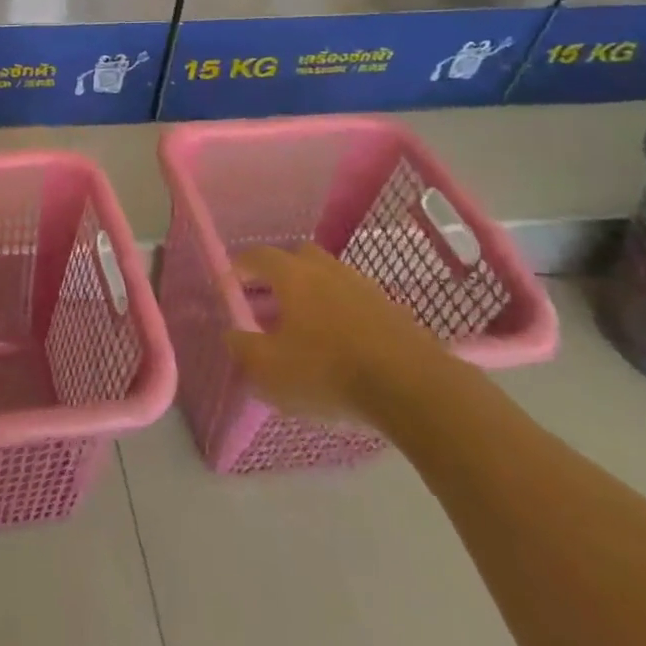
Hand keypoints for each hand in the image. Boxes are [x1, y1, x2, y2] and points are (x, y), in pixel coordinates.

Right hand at [222, 242, 455, 426]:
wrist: (415, 389)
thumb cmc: (329, 371)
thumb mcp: (271, 369)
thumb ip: (243, 348)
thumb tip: (231, 333)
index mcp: (292, 275)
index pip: (257, 255)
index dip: (239, 266)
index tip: (230, 282)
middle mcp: (326, 270)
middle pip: (297, 256)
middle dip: (279, 272)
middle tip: (269, 298)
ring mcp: (364, 287)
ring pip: (330, 277)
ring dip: (314, 291)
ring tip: (306, 322)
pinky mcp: (393, 311)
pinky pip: (356, 300)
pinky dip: (342, 311)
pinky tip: (342, 340)